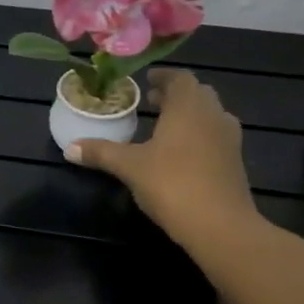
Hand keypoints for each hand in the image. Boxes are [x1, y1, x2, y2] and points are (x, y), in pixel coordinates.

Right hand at [67, 67, 258, 248]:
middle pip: (197, 94)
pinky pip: (216, 136)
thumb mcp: (129, 167)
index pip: (180, 78)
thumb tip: (69, 148)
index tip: (146, 81)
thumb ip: (101, 153)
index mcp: (188, 108)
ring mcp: (229, 139)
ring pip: (210, 115)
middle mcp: (213, 116)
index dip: (163, 76)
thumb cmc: (172, 184)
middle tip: (152, 101)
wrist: (221, 226)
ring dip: (189, 114)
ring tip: (165, 126)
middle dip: (175, 95)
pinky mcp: (235, 162)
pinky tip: (181, 153)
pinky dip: (200, 134)